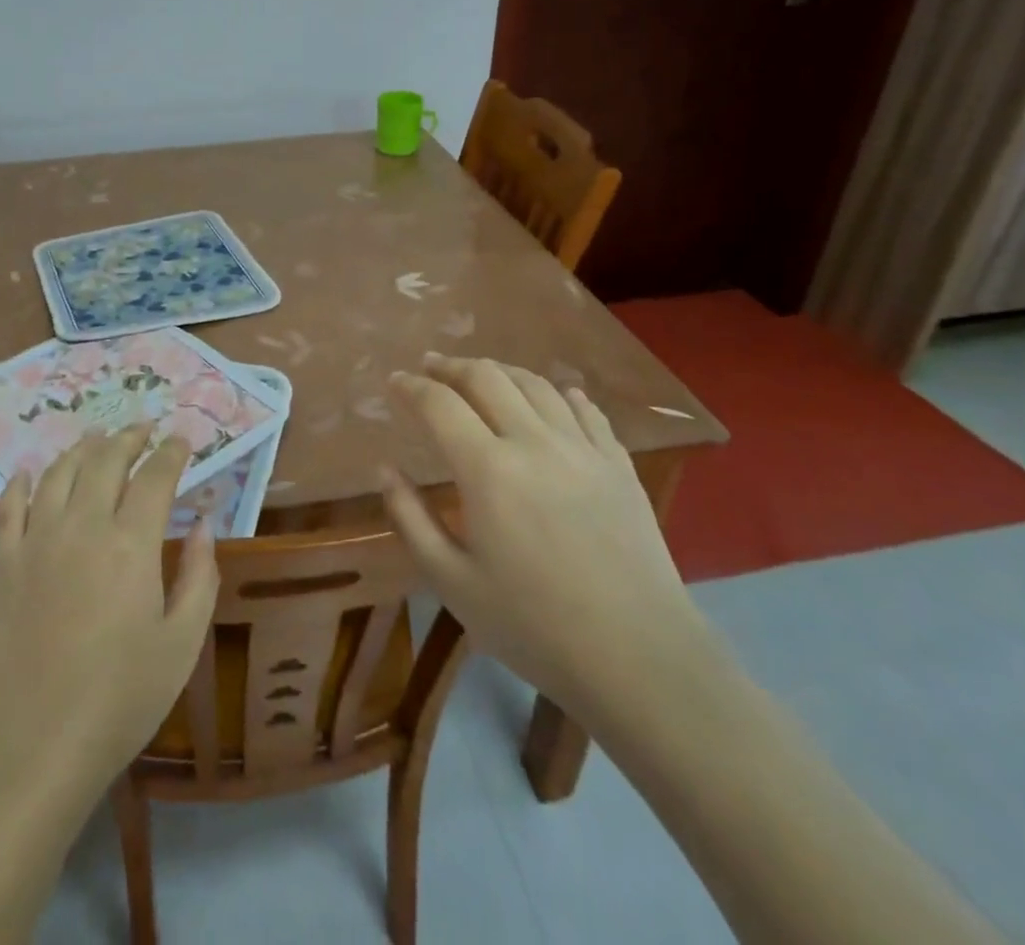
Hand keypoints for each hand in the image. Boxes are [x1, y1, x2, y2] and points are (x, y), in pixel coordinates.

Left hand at [0, 423, 218, 802]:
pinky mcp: (1, 565)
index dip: (172, 452)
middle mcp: (82, 526)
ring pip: (59, 473)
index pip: (155, 476)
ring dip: (82, 448)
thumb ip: (200, 575)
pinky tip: (28, 472)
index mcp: (131, 542)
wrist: (29, 749)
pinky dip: (20, 482)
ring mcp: (35, 541)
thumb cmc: (119, 701)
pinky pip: (8, 506)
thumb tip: (205, 523)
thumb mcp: (182, 643)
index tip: (183, 438)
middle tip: (144, 428)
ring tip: (97, 437)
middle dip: (129, 437)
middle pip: (105, 460)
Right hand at [383, 353, 704, 720]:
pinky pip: (585, 410)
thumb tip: (385, 468)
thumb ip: (410, 517)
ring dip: (500, 371)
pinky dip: (560, 393)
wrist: (639, 658)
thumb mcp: (451, 581)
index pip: (439, 404)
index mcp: (487, 469)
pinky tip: (554, 395)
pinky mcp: (618, 464)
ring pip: (536, 385)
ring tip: (482, 374)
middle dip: (452, 366)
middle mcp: (534, 442)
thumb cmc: (533, 625)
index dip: (412, 387)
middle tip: (431, 367)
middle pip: (487, 378)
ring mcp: (582, 448)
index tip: (395, 381)